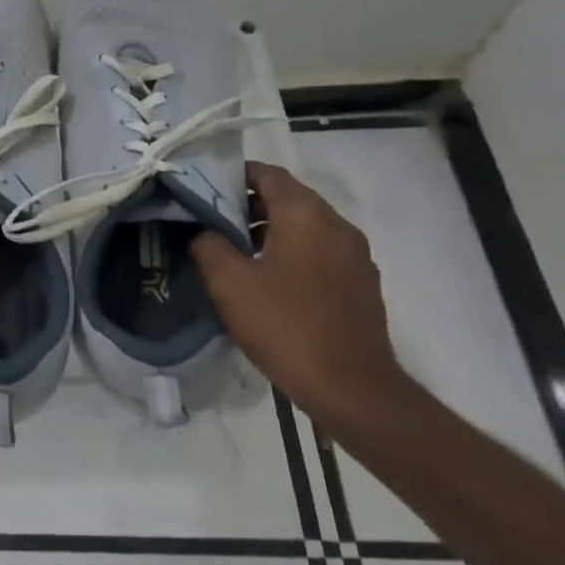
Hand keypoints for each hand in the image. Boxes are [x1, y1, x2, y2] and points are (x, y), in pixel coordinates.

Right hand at [191, 162, 408, 428]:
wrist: (353, 390)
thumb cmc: (286, 327)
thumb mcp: (229, 283)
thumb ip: (208, 244)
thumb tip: (203, 230)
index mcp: (306, 215)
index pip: (267, 173)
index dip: (233, 175)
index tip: (202, 190)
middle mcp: (337, 225)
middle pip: (288, 197)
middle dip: (248, 205)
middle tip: (211, 222)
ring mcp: (355, 255)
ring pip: (305, 225)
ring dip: (270, 230)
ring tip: (235, 253)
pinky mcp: (361, 283)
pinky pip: (320, 251)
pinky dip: (293, 252)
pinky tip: (269, 280)